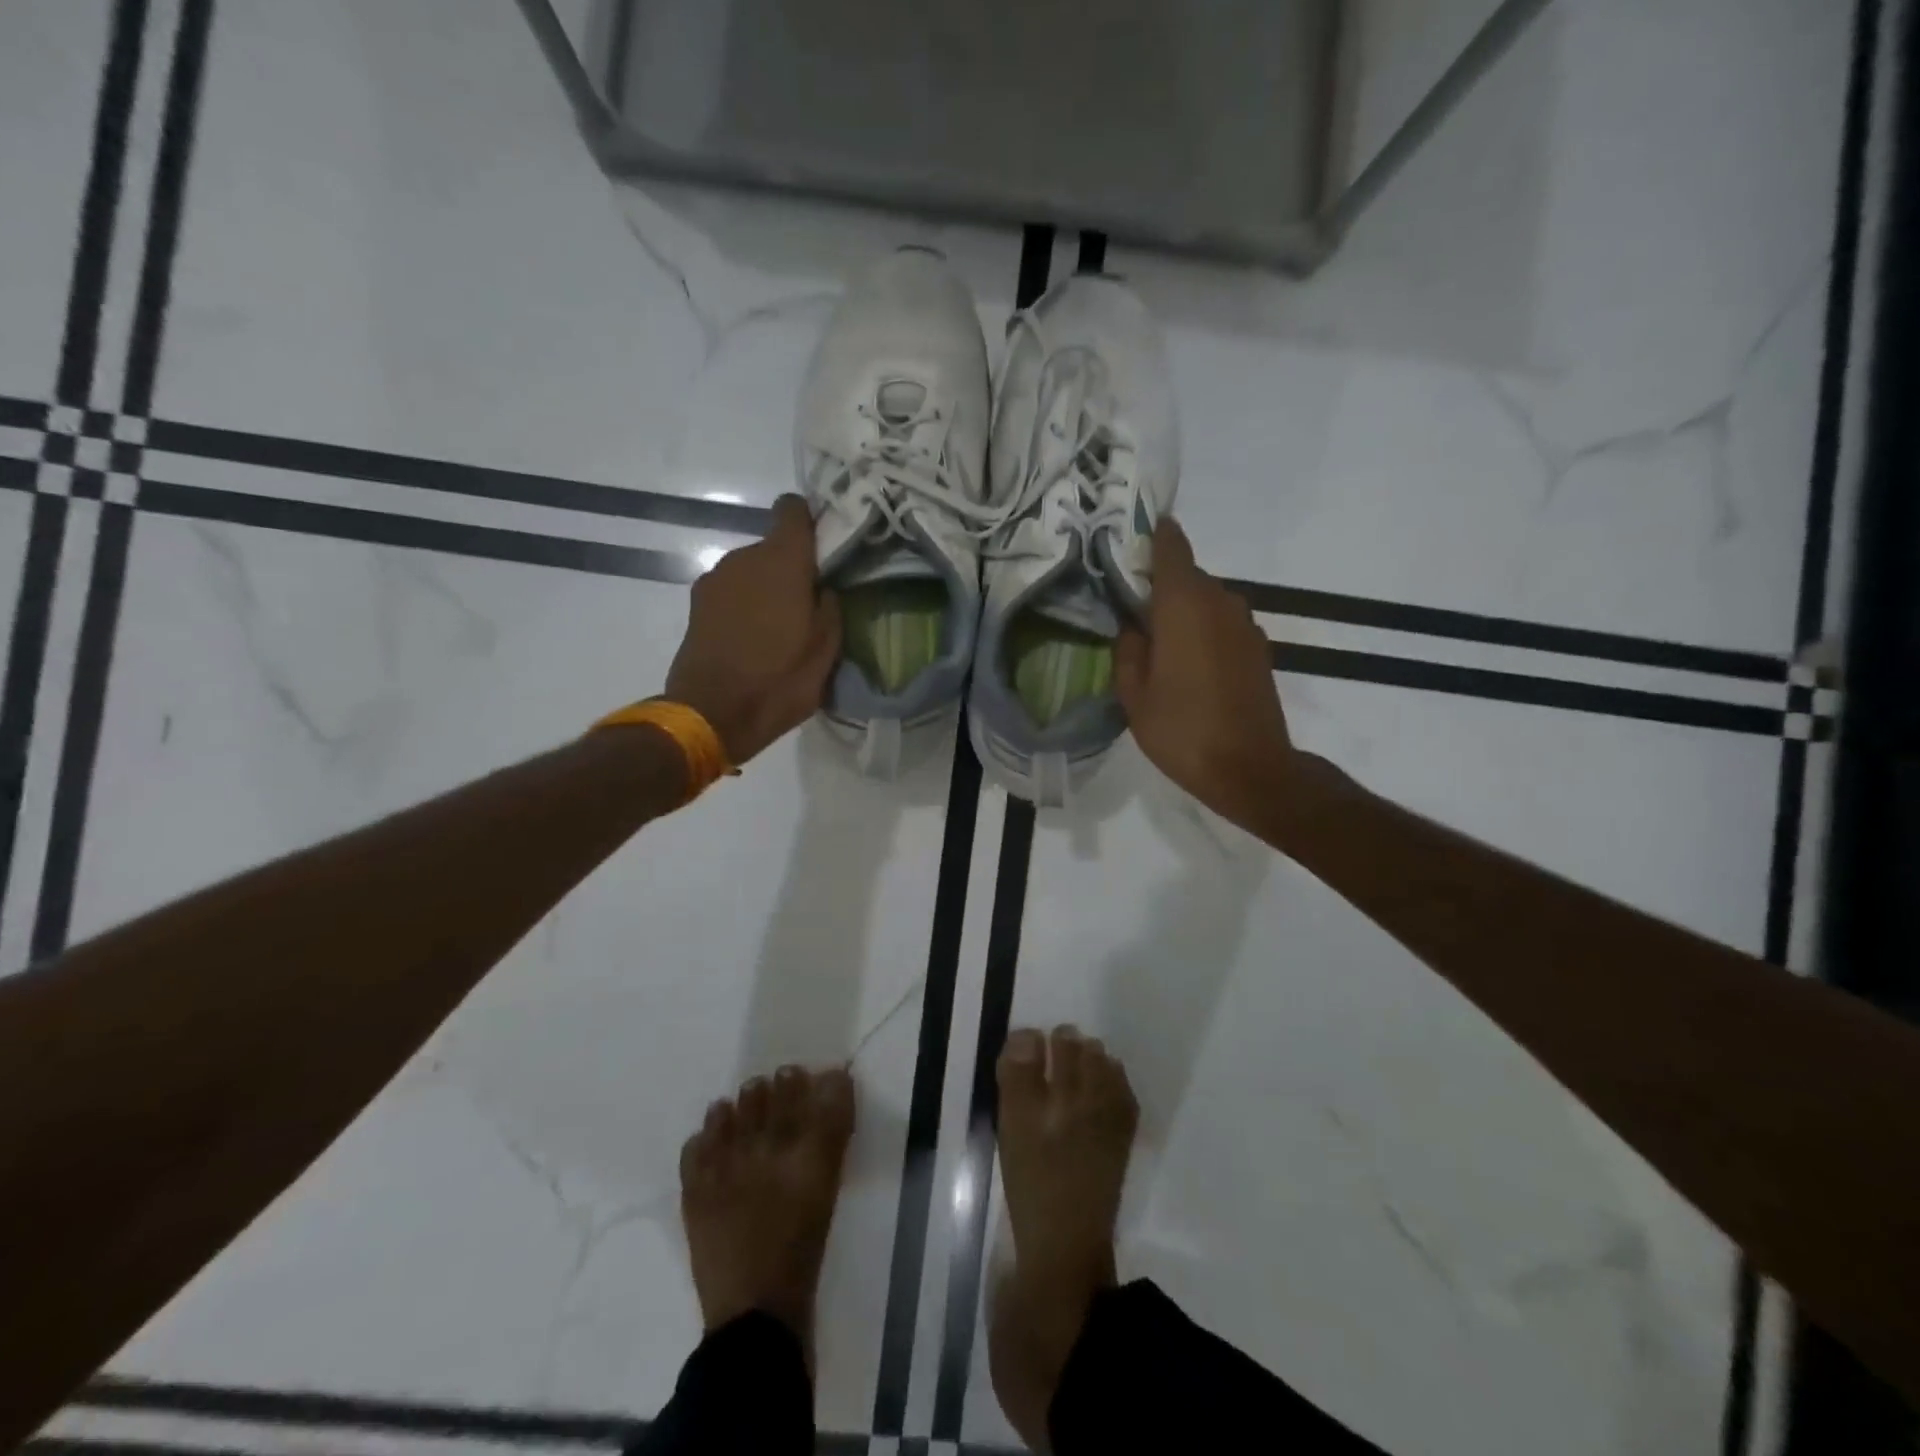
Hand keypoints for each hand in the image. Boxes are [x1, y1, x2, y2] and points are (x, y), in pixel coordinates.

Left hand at [665, 495, 841, 764]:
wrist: (711, 715)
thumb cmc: (779, 681)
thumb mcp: (826, 649)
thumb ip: (830, 607)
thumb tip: (823, 588)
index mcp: (782, 561)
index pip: (793, 509)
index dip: (809, 522)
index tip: (823, 550)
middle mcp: (744, 558)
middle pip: (773, 546)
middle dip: (791, 569)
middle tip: (808, 606)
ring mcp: (714, 580)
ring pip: (751, 571)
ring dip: (766, 590)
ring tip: (779, 630)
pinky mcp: (696, 604)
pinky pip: (732, 593)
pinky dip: (745, 606)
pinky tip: (753, 641)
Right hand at [1115, 519, 1296, 819]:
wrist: (1250, 768)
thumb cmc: (1182, 730)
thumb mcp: (1134, 695)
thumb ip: (1128, 651)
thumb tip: (1133, 627)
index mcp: (1184, 604)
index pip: (1171, 545)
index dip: (1151, 536)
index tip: (1129, 541)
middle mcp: (1220, 602)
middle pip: (1187, 575)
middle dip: (1160, 586)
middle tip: (1131, 612)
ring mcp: (1245, 624)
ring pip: (1206, 600)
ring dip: (1183, 611)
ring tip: (1158, 644)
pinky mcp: (1258, 647)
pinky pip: (1222, 623)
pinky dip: (1203, 631)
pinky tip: (1189, 665)